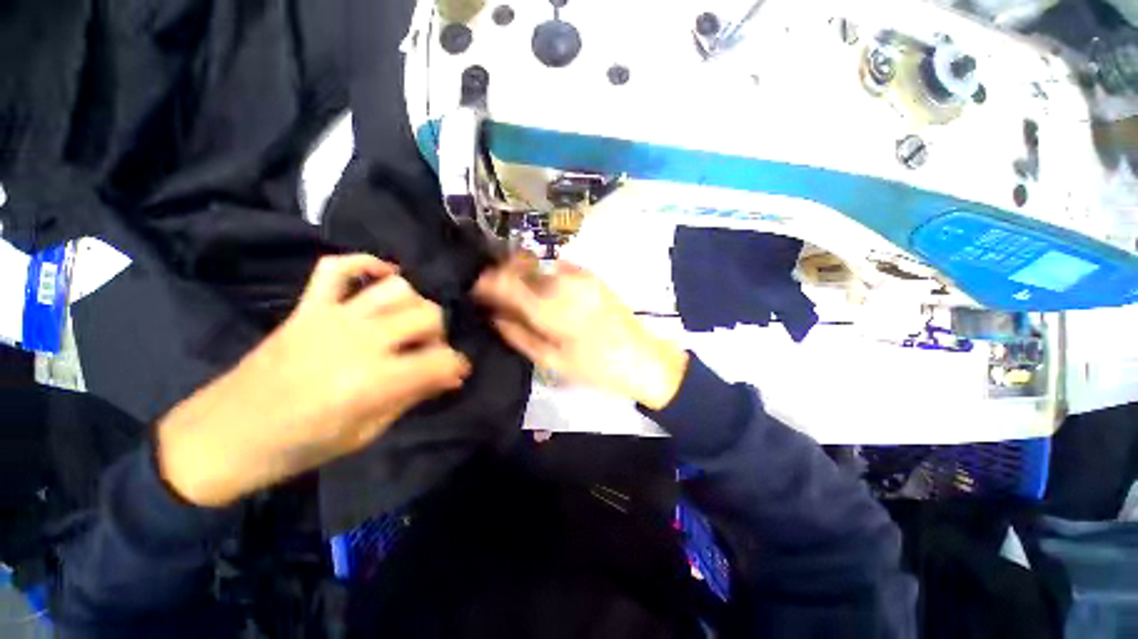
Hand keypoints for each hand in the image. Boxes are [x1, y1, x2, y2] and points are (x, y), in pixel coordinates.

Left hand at [158, 255, 471, 506]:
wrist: (225, 436)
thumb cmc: (300, 446)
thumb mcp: (366, 433)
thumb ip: (412, 396)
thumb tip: (450, 377)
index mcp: (373, 380)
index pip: (441, 359)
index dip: (457, 366)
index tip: (456, 374)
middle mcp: (359, 340)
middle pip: (428, 314)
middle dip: (440, 334)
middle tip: (428, 352)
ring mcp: (331, 317)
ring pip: (397, 289)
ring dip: (415, 305)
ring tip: (408, 323)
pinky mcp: (307, 307)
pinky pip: (338, 268)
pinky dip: (366, 264)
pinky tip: (384, 276)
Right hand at [474, 255, 688, 410]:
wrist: (642, 358)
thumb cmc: (596, 367)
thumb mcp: (552, 360)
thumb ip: (519, 335)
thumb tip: (493, 315)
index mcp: (550, 308)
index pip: (506, 283)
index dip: (486, 283)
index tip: (476, 290)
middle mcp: (562, 283)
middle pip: (521, 268)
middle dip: (503, 276)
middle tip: (496, 295)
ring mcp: (579, 276)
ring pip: (538, 266)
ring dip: (524, 276)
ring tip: (520, 295)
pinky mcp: (592, 276)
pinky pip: (558, 268)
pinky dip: (545, 276)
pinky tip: (547, 293)